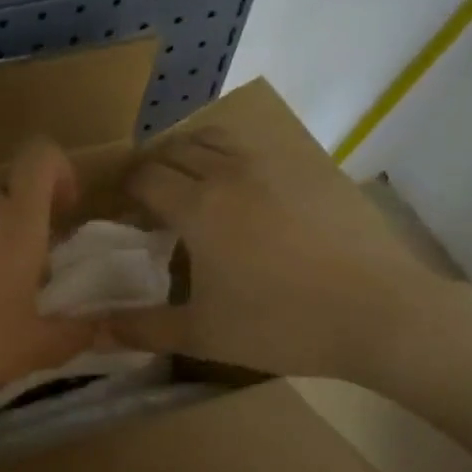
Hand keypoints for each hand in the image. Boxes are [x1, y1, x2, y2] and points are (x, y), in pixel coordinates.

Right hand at [110, 127, 450, 386]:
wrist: (380, 313)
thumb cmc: (282, 324)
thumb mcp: (202, 334)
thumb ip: (141, 328)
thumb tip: (91, 330)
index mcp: (199, 206)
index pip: (144, 177)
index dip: (125, 191)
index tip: (123, 213)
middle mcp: (231, 171)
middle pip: (176, 149)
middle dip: (153, 168)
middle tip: (150, 201)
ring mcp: (276, 164)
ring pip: (218, 138)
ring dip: (192, 153)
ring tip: (193, 185)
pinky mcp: (312, 169)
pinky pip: (258, 148)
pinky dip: (234, 158)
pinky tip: (247, 193)